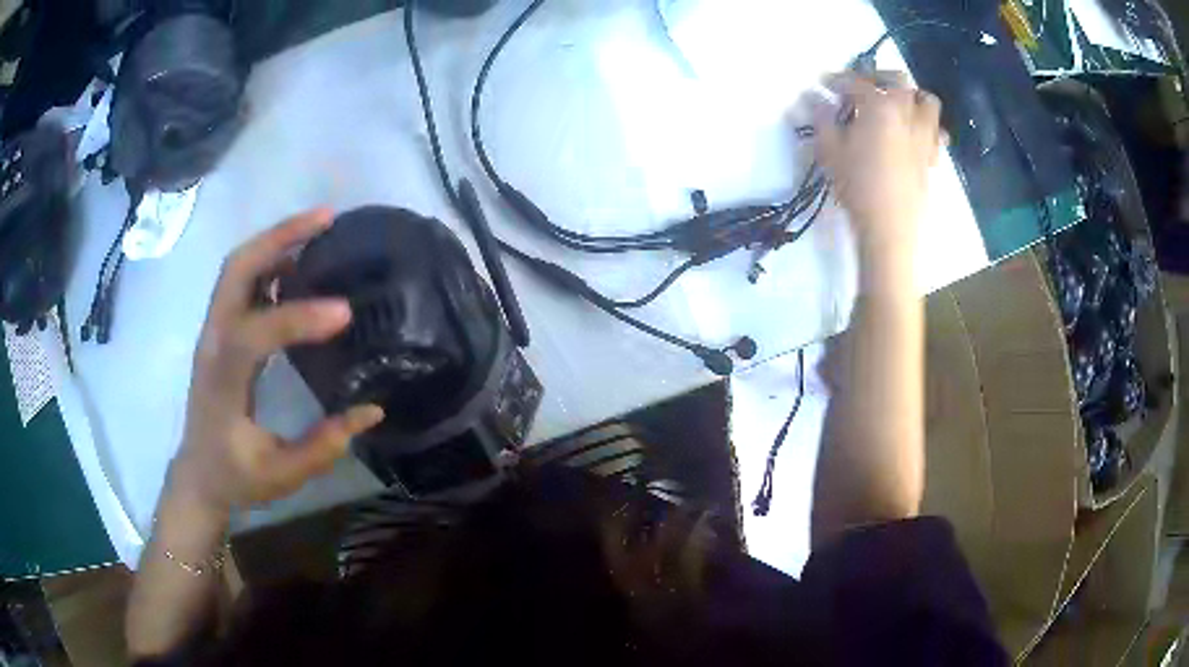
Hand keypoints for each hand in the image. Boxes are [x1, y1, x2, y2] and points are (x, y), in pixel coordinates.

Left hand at [170, 208, 384, 512]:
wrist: (198, 473)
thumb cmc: (236, 477)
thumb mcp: (282, 474)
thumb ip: (323, 445)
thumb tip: (371, 409)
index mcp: (222, 381)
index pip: (253, 335)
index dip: (296, 318)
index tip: (345, 313)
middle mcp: (213, 343)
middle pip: (235, 271)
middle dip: (279, 237)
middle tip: (327, 219)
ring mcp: (213, 331)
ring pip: (237, 267)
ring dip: (276, 239)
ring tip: (320, 225)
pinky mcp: (221, 330)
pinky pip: (241, 280)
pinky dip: (270, 258)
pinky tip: (300, 261)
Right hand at [811, 72, 943, 257]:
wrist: (890, 226)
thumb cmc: (857, 186)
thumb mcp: (829, 150)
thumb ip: (822, 118)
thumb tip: (813, 97)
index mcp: (879, 106)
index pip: (856, 82)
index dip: (837, 80)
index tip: (824, 84)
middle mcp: (906, 113)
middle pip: (898, 80)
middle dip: (879, 77)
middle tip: (863, 87)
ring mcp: (923, 135)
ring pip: (926, 101)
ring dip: (912, 96)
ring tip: (896, 105)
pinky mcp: (931, 157)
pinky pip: (937, 132)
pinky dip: (927, 126)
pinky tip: (914, 134)